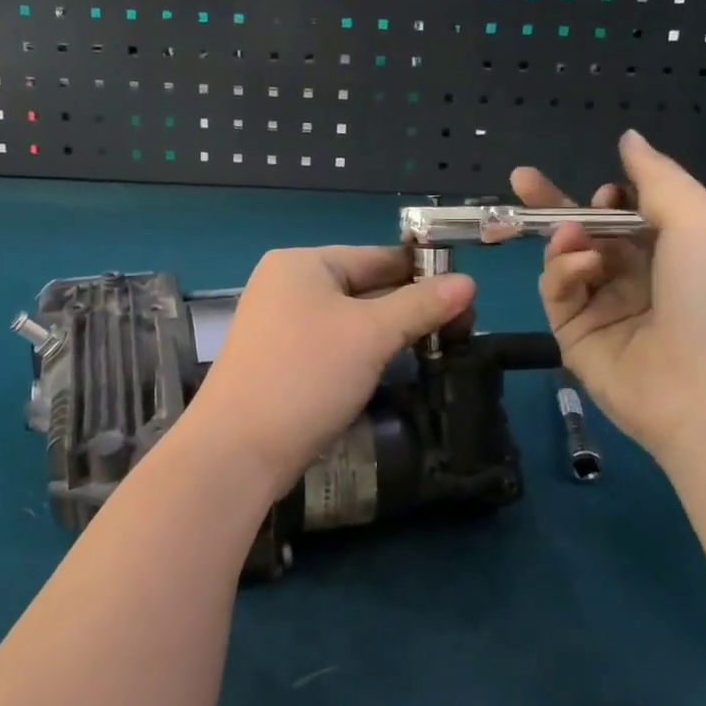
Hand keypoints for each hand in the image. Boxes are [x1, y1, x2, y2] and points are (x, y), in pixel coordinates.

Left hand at [183, 247, 474, 500]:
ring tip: (438, 346)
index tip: (467, 293)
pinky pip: (333, 344)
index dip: (423, 272)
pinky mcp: (280, 360)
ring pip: (350, 319)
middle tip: (460, 327)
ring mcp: (279, 324)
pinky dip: (364, 352)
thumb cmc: (306, 374)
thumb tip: (469, 281)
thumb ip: (420, 305)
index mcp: (302, 263)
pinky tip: (393, 367)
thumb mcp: (371, 335)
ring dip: (390, 332)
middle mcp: (286, 285)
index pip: (376, 256)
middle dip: (410, 305)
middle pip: (363, 286)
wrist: (237, 449)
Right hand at [511, 131, 705, 466]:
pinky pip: (557, 292)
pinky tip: (581, 266)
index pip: (630, 218)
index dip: (612, 199)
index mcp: (675, 255)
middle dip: (556, 207)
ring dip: (566, 239)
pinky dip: (562, 271)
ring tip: (574, 236)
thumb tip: (628, 138)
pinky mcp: (575, 337)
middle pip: (587, 235)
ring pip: (566, 260)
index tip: (605, 189)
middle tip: (521, 179)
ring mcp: (605, 311)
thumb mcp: (699, 221)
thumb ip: (657, 176)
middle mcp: (638, 281)